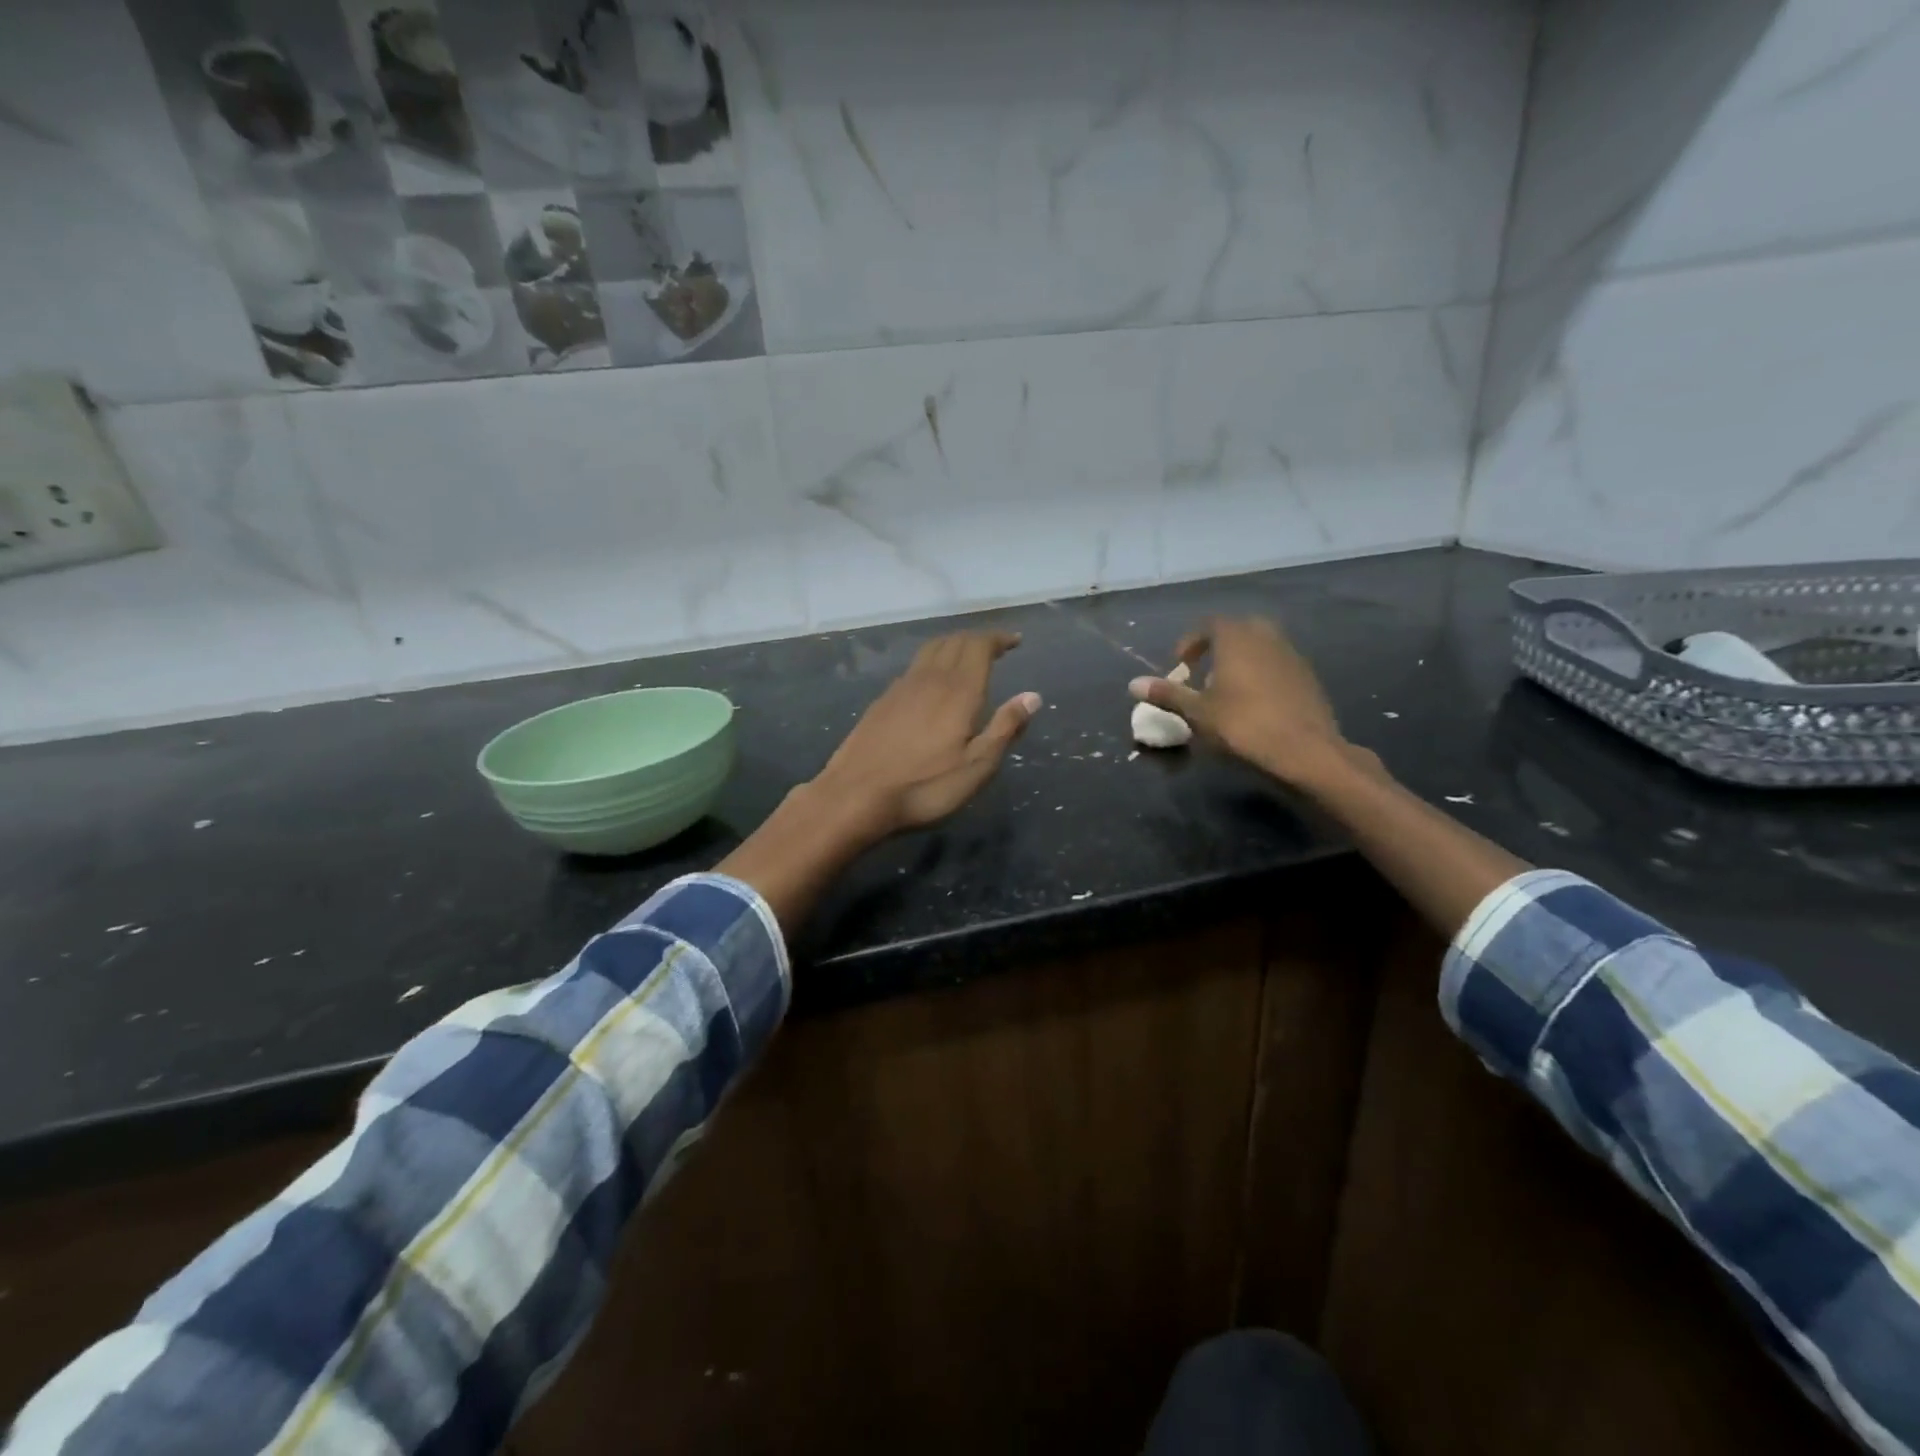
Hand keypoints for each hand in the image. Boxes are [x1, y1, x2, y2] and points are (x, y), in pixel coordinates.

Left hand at [812, 630, 1041, 840]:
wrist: (856, 795)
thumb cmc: (925, 786)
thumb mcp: (977, 767)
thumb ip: (1005, 728)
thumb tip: (1032, 696)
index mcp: (958, 690)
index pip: (979, 646)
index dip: (998, 639)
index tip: (1014, 641)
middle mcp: (929, 679)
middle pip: (954, 642)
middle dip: (977, 639)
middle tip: (995, 647)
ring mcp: (901, 688)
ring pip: (930, 651)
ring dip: (952, 646)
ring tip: (966, 657)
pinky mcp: (882, 701)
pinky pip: (913, 668)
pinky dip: (931, 663)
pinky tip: (931, 683)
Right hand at [1128, 617, 1350, 785]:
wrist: (1306, 751)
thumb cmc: (1243, 726)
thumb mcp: (1198, 713)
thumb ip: (1167, 694)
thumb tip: (1133, 684)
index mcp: (1236, 638)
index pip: (1210, 624)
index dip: (1191, 642)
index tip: (1181, 665)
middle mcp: (1266, 637)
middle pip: (1238, 630)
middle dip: (1219, 645)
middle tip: (1204, 671)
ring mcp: (1292, 655)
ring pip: (1261, 645)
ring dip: (1242, 659)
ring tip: (1227, 688)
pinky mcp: (1308, 676)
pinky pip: (1278, 663)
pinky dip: (1262, 673)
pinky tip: (1255, 702)